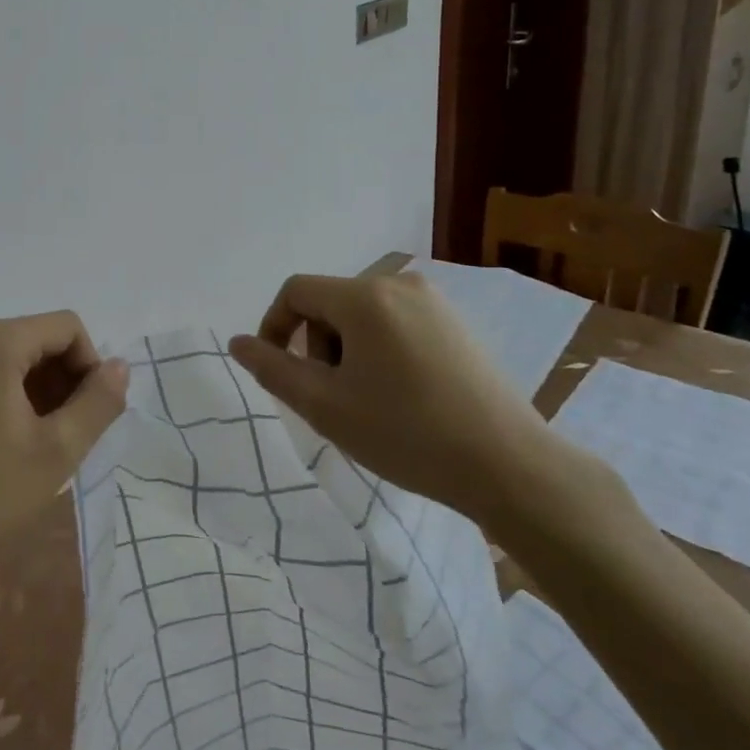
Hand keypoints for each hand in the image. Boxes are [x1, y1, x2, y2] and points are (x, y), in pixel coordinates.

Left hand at [0, 311, 127, 582]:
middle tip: (63, 439)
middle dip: (60, 382)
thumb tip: (119, 367)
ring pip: (8, 357)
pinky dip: (1, 396)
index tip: (86, 419)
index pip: (67, 329)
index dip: (89, 368)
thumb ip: (98, 403)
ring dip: (33, 392)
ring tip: (32, 447)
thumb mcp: (55, 452)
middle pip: (36, 340)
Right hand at [228, 272, 552, 524]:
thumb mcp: (325, 406)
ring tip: (365, 401)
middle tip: (330, 397)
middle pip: (329, 302)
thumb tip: (239, 342)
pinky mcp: (456, 323)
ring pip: (362, 314)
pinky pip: (395, 323)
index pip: (296, 291)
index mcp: (365, 296)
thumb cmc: (407, 434)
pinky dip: (379, 350)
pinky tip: (400, 395)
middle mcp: (399, 284)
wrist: (510, 466)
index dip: (274, 326)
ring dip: (346, 350)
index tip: (279, 371)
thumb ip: (273, 369)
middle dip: (316, 344)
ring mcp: (434, 302)